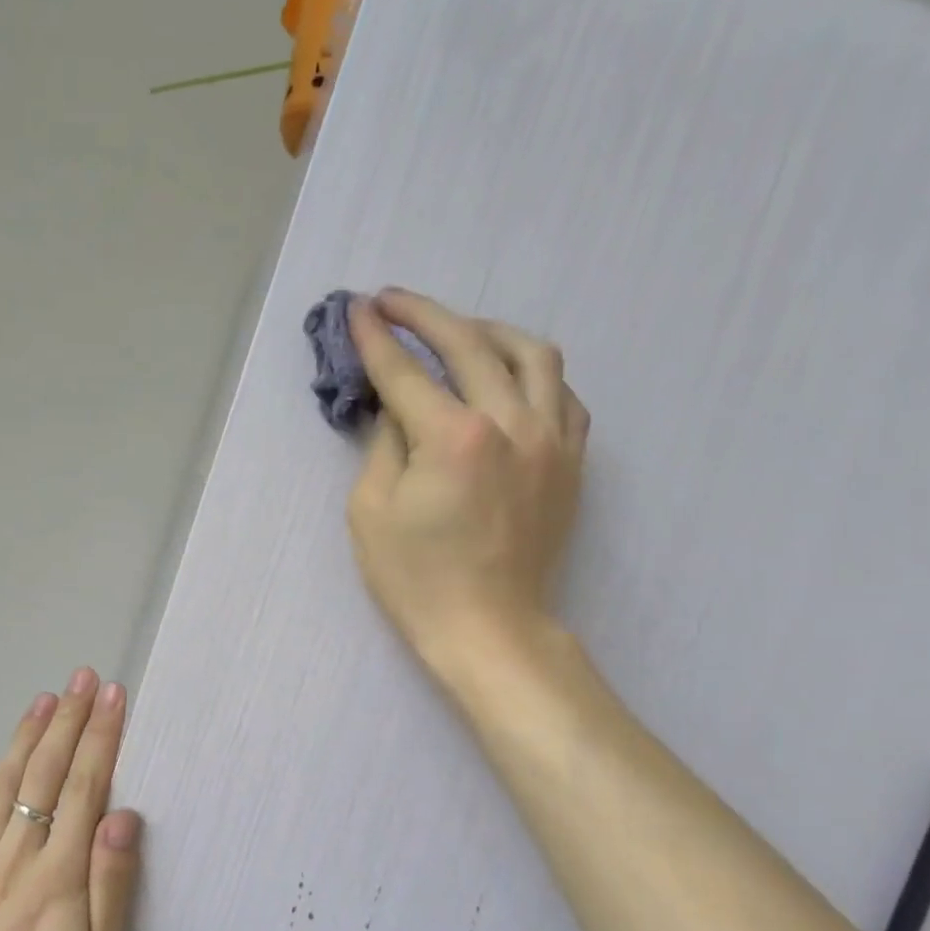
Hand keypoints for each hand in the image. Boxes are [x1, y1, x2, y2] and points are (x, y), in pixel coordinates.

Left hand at [0, 670, 142, 930]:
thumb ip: (112, 882)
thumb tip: (124, 816)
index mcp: (60, 870)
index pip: (86, 787)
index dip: (101, 737)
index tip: (112, 696)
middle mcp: (18, 851)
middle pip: (47, 772)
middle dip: (69, 719)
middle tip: (83, 678)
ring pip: (4, 781)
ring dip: (26, 735)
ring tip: (44, 696)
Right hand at [345, 289, 588, 671]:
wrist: (489, 627)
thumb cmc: (417, 580)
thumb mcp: (371, 512)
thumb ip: (384, 443)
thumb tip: (395, 405)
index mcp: (454, 438)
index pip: (406, 373)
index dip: (376, 338)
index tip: (357, 309)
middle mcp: (511, 423)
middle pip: (469, 343)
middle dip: (424, 315)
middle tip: (392, 302)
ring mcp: (552, 439)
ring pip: (531, 353)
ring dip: (486, 330)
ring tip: (456, 332)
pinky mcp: (572, 459)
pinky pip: (563, 393)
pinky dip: (531, 373)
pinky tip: (507, 378)